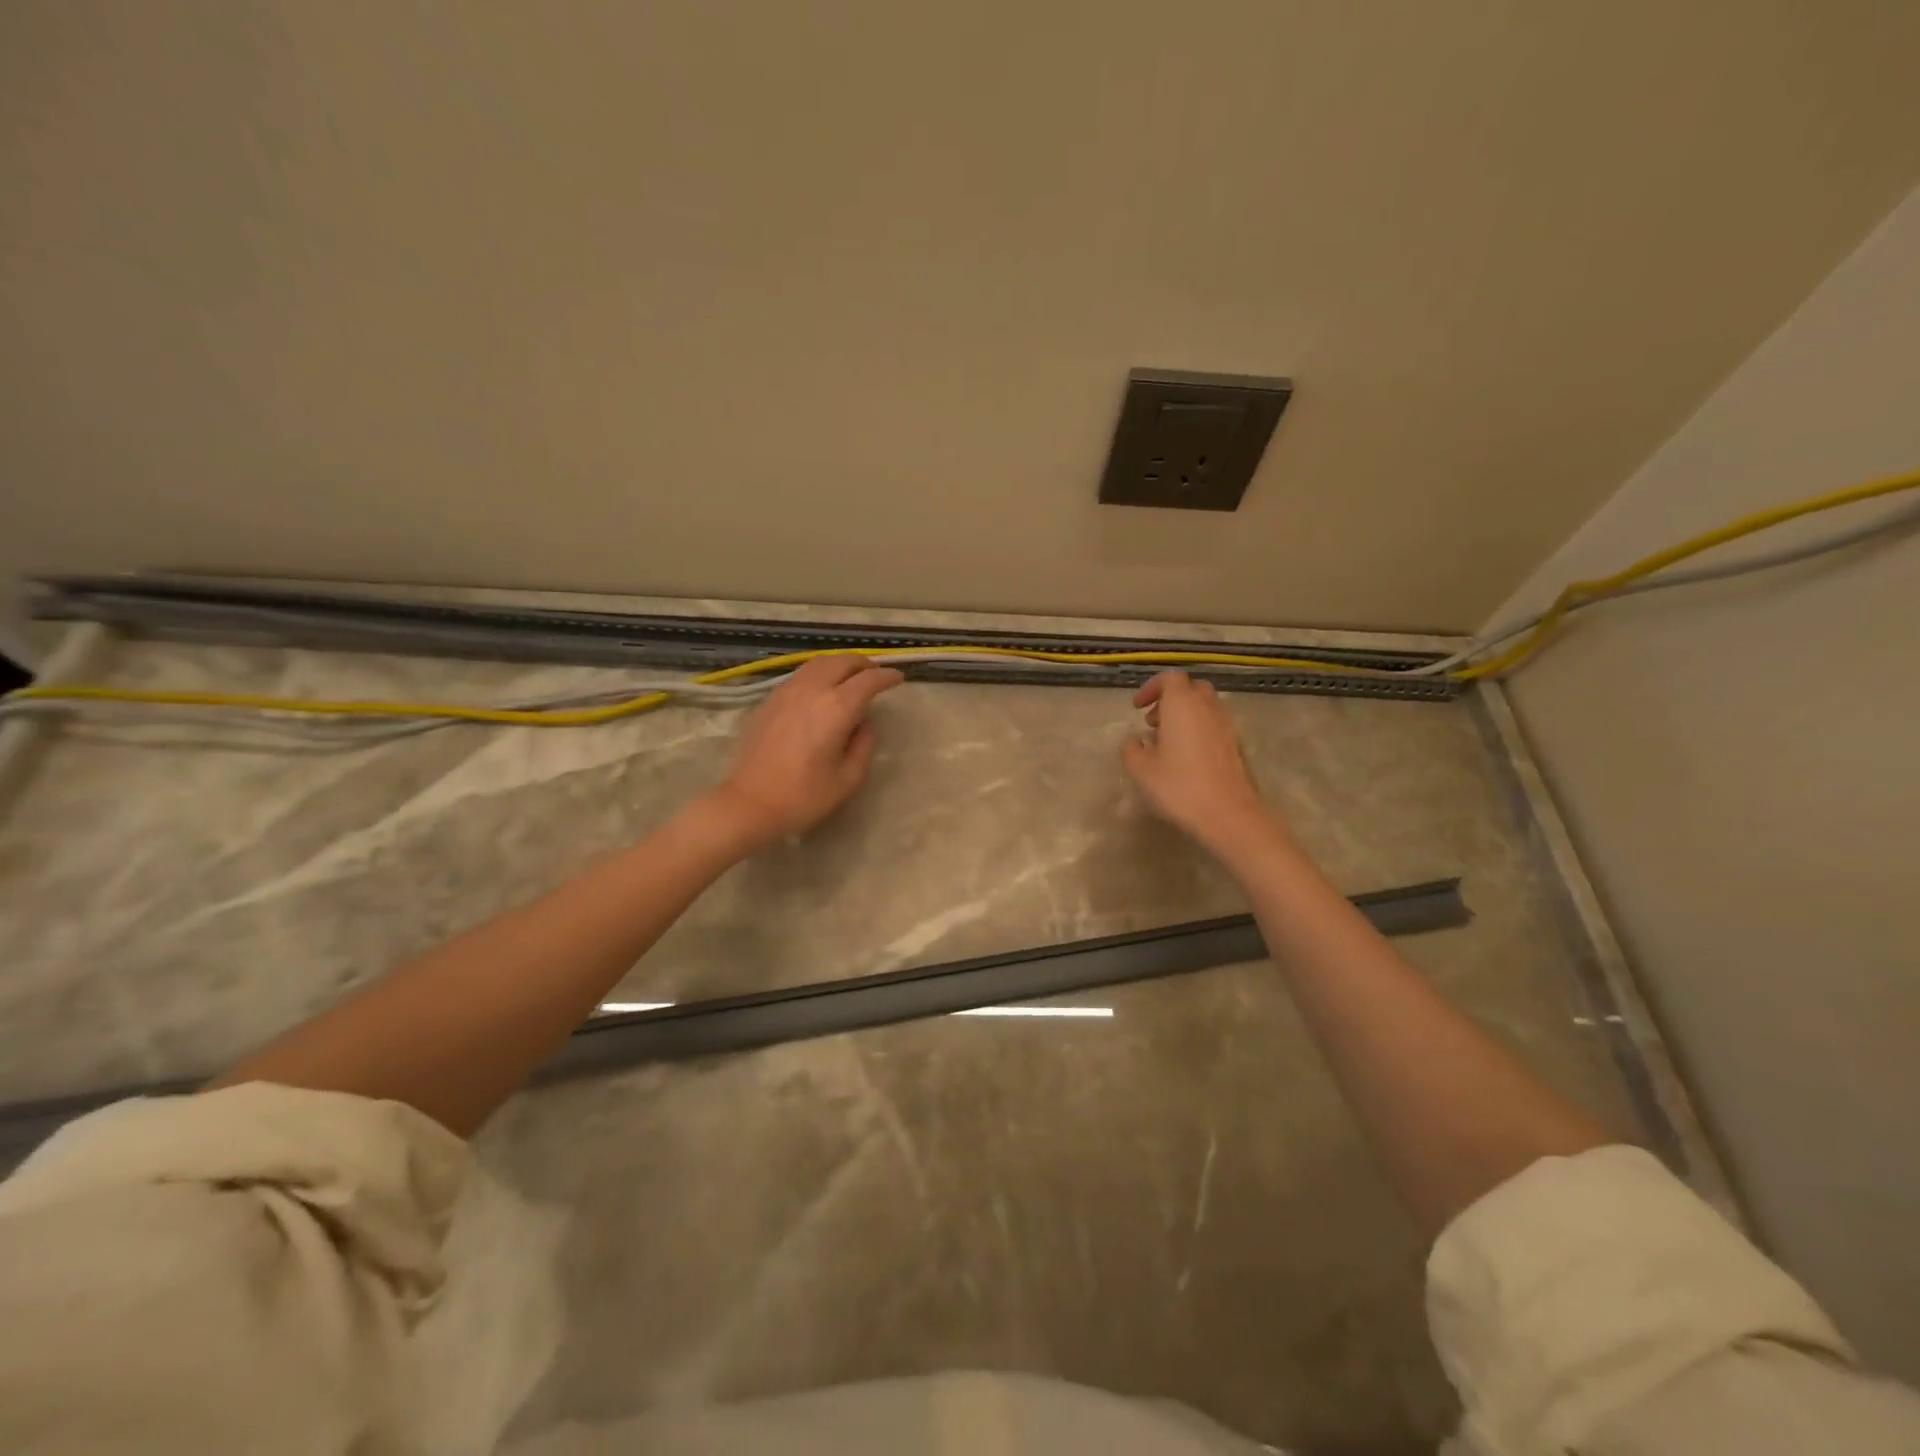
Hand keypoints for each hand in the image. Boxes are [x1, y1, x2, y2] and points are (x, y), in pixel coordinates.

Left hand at [706, 654, 904, 849]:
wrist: (749, 803)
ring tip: (850, 677)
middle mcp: (811, 690)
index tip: (898, 678)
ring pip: (818, 663)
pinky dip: (819, 674)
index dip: (887, 676)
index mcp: (836, 708)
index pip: (868, 680)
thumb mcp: (848, 778)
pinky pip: (800, 675)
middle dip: (863, 664)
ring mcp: (786, 692)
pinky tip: (821, 691)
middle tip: (876, 674)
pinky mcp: (769, 700)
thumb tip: (864, 722)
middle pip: (842, 662)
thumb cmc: (804, 796)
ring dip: (839, 665)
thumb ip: (864, 743)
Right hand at [1121, 671, 1280, 851]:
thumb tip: (1134, 741)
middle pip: (1191, 689)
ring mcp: (1227, 727)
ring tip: (1167, 744)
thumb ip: (1131, 749)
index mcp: (1182, 705)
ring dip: (1185, 718)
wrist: (1228, 814)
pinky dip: (1199, 733)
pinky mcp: (1237, 747)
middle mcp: (1208, 708)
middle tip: (1153, 722)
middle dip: (1171, 700)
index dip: (1152, 688)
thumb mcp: (1140, 770)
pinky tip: (1186, 760)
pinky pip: (1214, 728)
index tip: (1137, 707)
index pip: (1170, 678)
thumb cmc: (1178, 786)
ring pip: (1205, 709)